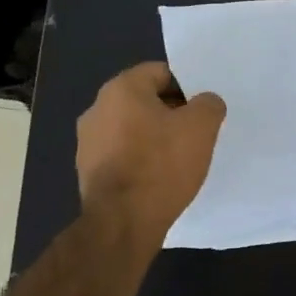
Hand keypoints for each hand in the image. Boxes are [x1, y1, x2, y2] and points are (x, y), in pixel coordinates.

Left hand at [76, 62, 225, 251]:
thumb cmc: (161, 165)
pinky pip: (121, 155)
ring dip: (153, 138)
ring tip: (177, 161)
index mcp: (121, 88)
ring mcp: (87, 141)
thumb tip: (205, 102)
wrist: (122, 222)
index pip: (160, 73)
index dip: (187, 88)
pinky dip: (139, 160)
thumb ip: (208, 104)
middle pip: (144, 101)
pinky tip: (156, 180)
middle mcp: (97, 108)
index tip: (201, 112)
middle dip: (170, 114)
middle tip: (194, 135)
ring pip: (131, 129)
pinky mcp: (87, 171)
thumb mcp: (201, 128)